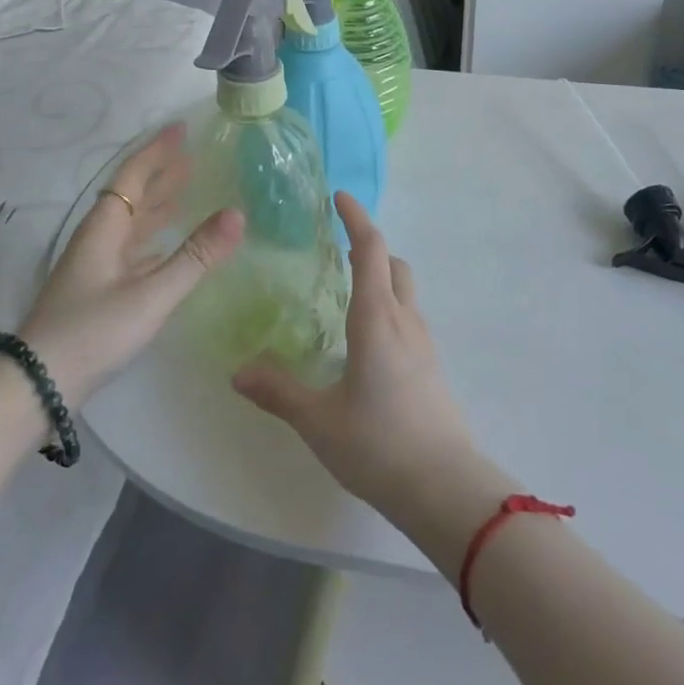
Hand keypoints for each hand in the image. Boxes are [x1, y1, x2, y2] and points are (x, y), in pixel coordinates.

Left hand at [20, 123, 243, 407]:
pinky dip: (154, 237)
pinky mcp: (99, 289)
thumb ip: (195, 256)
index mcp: (105, 228)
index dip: (157, 150)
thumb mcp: (151, 294)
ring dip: (158, 203)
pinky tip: (167, 244)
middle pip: (132, 194)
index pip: (133, 175)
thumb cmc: (93, 331)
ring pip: (132, 222)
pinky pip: (133, 247)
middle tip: (193, 154)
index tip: (181, 127)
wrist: (39, 384)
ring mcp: (97, 265)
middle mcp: (99, 239)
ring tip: (187, 189)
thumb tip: (238, 213)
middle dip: (161, 172)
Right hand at [234, 193, 482, 515]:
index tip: (339, 197)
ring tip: (347, 291)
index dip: (355, 218)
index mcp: (376, 318)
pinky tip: (367, 339)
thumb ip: (278, 391)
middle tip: (337, 247)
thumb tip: (238, 372)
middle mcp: (403, 319)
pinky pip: (408, 316)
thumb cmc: (378, 444)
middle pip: (393, 262)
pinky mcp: (431, 365)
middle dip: (368, 245)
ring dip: (381, 275)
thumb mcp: (319, 420)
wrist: (445, 487)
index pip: (369, 249)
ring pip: (404, 289)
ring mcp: (423, 342)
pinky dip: (389, 305)